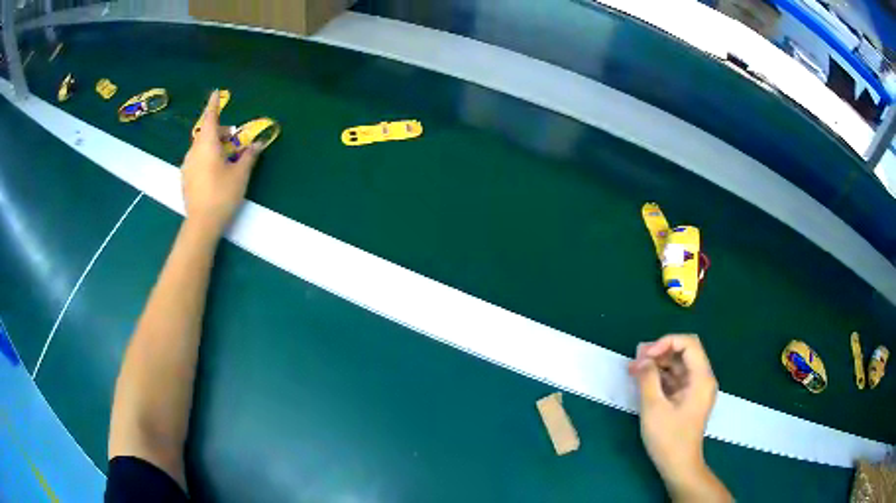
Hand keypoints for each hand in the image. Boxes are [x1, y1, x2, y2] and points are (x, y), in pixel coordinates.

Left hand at [181, 90, 261, 236]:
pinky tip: (215, 172)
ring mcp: (187, 165)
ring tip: (226, 159)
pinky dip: (206, 157)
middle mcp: (194, 150)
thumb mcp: (241, 174)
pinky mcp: (185, 178)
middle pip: (206, 132)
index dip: (214, 104)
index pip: (210, 117)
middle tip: (233, 140)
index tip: (216, 92)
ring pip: (200, 146)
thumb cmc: (222, 194)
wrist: (201, 224)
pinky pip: (196, 159)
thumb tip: (257, 143)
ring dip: (213, 145)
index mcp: (207, 144)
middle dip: (219, 131)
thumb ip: (249, 155)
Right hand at [629, 335, 728, 501]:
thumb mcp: (654, 408)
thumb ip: (648, 379)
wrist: (678, 466)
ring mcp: (695, 390)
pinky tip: (642, 380)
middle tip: (636, 358)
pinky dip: (660, 377)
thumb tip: (641, 359)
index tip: (646, 355)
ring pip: (678, 366)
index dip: (666, 342)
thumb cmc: (668, 438)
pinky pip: (675, 379)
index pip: (689, 344)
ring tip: (634, 368)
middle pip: (684, 353)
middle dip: (660, 352)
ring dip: (657, 364)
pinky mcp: (688, 399)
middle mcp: (702, 379)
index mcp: (701, 378)